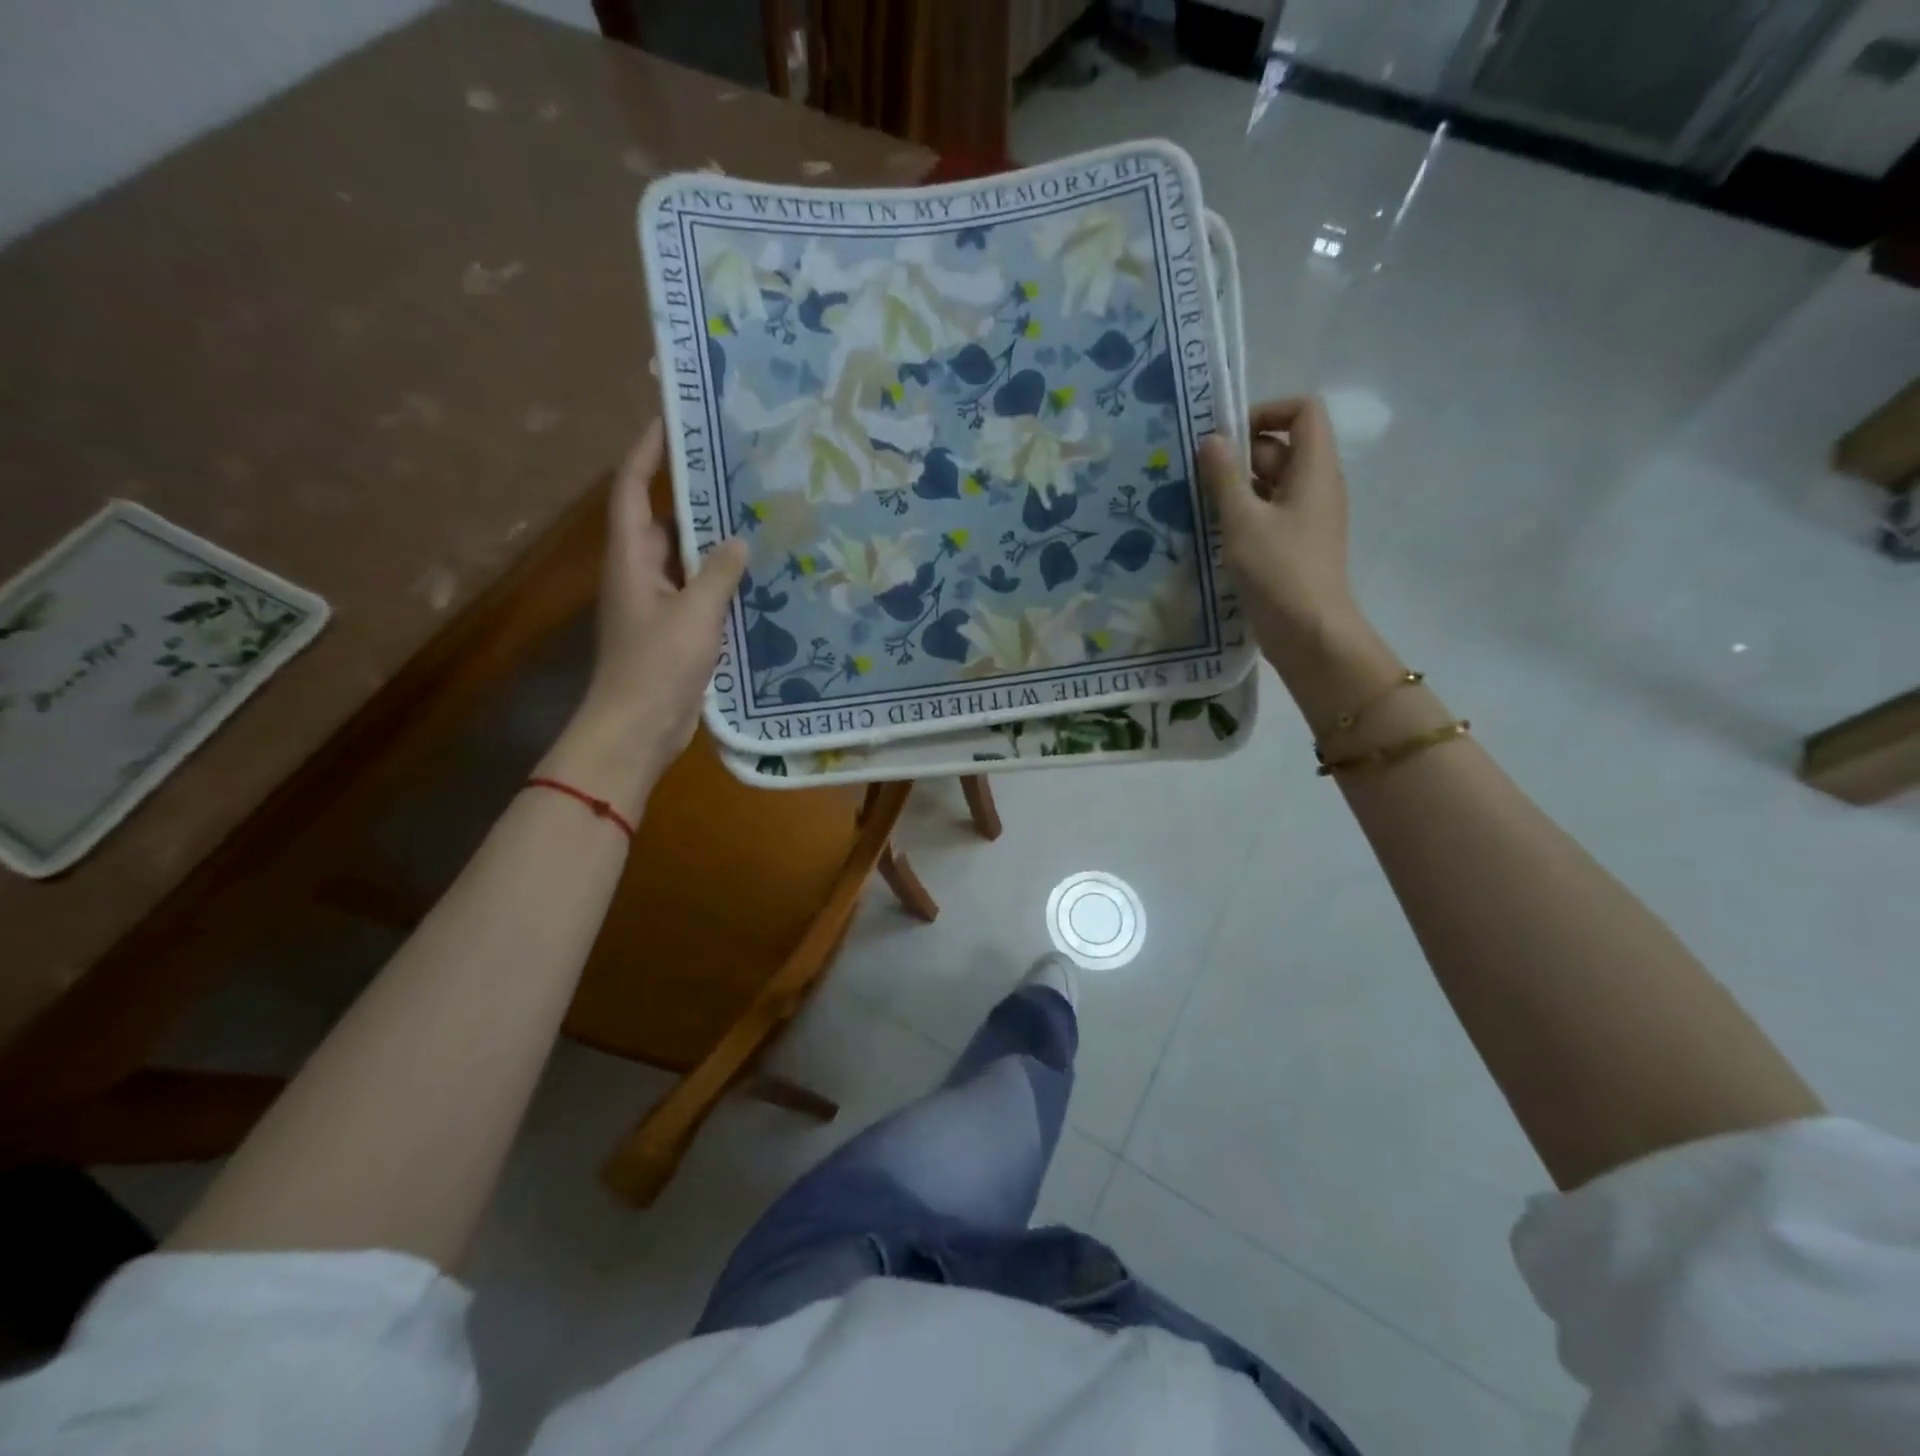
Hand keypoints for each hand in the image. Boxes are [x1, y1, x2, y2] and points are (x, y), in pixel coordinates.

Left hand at [546, 422, 747, 813]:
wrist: (638, 729)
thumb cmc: (657, 666)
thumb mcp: (694, 614)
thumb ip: (718, 573)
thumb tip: (738, 539)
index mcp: (630, 558)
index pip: (633, 489)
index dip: (646, 450)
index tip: (671, 417)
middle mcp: (639, 573)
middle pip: (662, 519)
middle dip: (691, 493)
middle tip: (734, 468)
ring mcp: (656, 603)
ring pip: (684, 558)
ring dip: (712, 539)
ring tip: (754, 515)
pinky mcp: (674, 630)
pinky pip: (698, 591)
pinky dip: (721, 579)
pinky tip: (756, 575)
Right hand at [1198, 396, 1359, 670]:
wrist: (1308, 632)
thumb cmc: (1278, 570)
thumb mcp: (1242, 520)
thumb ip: (1225, 476)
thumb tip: (1213, 440)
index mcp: (1314, 469)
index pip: (1304, 411)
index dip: (1267, 411)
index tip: (1228, 435)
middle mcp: (1316, 486)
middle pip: (1282, 447)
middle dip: (1240, 453)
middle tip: (1197, 473)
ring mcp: (1306, 517)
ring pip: (1271, 483)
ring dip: (1236, 486)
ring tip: (1196, 502)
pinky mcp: (1294, 545)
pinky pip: (1268, 513)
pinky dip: (1242, 513)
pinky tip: (1211, 530)